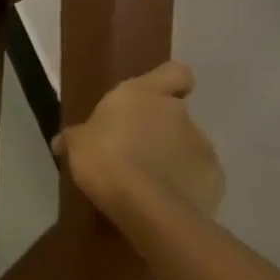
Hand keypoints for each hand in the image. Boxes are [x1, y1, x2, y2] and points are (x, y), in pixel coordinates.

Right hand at [54, 61, 224, 223]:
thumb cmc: (105, 158)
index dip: (168, 82)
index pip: (175, 72)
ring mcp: (203, 148)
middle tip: (135, 149)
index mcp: (145, 94)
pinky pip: (199, 176)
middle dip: (161, 129)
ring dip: (173, 157)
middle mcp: (180, 114)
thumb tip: (62, 143)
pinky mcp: (217, 182)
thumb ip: (76, 138)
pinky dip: (186, 184)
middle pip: (177, 113)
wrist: (147, 208)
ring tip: (148, 180)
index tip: (154, 96)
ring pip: (189, 146)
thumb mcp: (77, 144)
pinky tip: (164, 199)